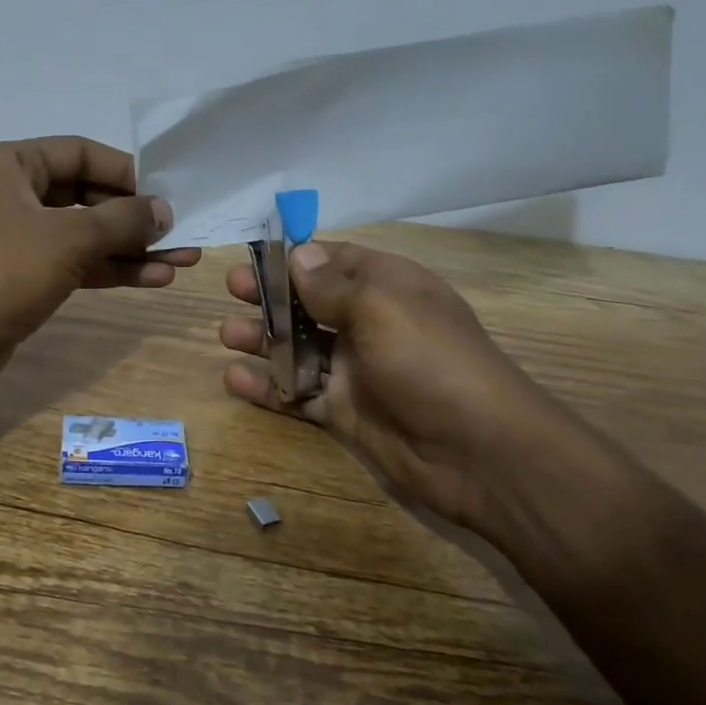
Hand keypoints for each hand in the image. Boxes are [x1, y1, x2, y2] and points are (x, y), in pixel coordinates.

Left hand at [0, 136, 198, 405]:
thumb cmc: (2, 273)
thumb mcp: (69, 238)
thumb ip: (122, 220)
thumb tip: (164, 211)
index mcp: (8, 165)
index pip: (80, 153)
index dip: (127, 171)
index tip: (168, 192)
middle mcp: (10, 194)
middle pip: (85, 194)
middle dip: (134, 216)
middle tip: (182, 230)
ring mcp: (15, 239)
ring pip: (83, 234)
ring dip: (130, 247)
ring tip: (182, 259)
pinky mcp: (21, 278)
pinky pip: (74, 263)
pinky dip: (110, 269)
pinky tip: (154, 278)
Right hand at [219, 241, 582, 531]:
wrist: (478, 451)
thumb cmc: (429, 360)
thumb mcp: (380, 307)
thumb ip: (331, 285)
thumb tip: (299, 253)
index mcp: (387, 287)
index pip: (335, 261)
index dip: (296, 258)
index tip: (256, 256)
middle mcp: (370, 324)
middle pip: (311, 303)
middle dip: (271, 296)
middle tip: (233, 290)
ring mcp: (357, 370)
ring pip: (299, 348)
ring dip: (263, 339)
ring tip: (227, 335)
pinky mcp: (346, 412)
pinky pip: (298, 394)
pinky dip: (267, 387)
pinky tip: (234, 379)